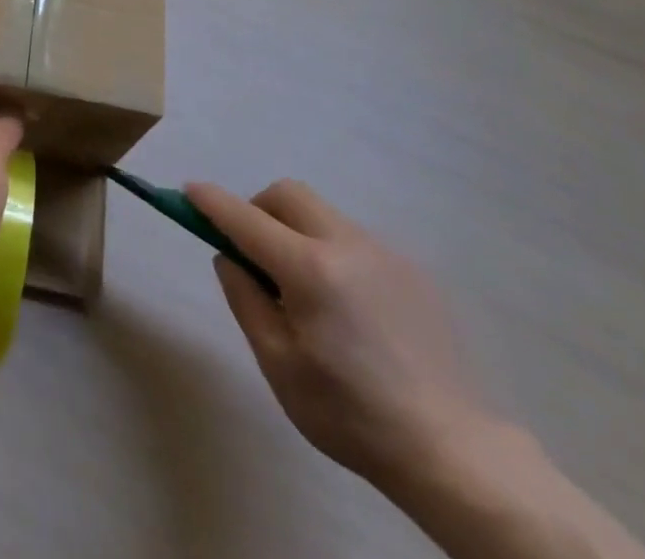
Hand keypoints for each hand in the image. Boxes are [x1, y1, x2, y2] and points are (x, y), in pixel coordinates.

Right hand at [188, 179, 492, 494]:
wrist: (456, 453)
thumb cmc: (353, 415)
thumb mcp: (279, 366)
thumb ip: (245, 300)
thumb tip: (229, 257)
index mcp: (310, 270)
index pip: (244, 218)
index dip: (211, 202)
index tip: (188, 191)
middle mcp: (346, 244)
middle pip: (287, 195)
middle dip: (259, 209)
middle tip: (254, 254)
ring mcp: (384, 252)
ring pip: (322, 215)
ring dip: (296, 231)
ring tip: (305, 292)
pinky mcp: (412, 269)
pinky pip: (353, 240)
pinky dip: (331, 252)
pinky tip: (348, 309)